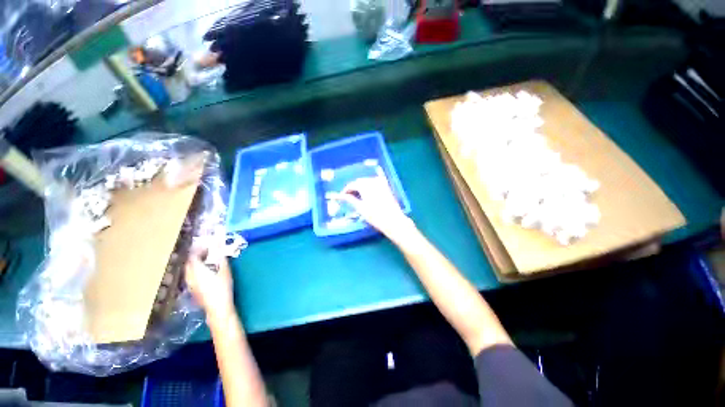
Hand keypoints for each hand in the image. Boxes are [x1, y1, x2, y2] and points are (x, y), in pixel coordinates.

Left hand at [185, 255, 235, 318]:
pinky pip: (191, 277)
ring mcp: (190, 285)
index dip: (199, 250)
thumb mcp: (225, 272)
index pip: (193, 257)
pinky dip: (195, 271)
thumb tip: (220, 253)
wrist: (217, 308)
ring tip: (205, 262)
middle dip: (196, 257)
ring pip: (188, 271)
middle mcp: (190, 277)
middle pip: (188, 264)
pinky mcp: (193, 291)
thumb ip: (222, 261)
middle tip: (207, 253)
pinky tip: (204, 273)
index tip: (207, 246)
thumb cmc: (222, 288)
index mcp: (197, 270)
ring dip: (195, 264)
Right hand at [335, 175, 416, 244]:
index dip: (345, 190)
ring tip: (357, 196)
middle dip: (353, 188)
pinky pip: (375, 183)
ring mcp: (381, 183)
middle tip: (348, 197)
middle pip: (359, 181)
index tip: (341, 196)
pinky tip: (367, 193)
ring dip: (361, 186)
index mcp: (365, 185)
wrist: (393, 220)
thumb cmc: (375, 216)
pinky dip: (369, 186)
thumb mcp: (360, 208)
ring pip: (367, 181)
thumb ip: (350, 199)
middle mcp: (373, 181)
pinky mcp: (386, 187)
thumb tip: (341, 195)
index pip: (352, 185)